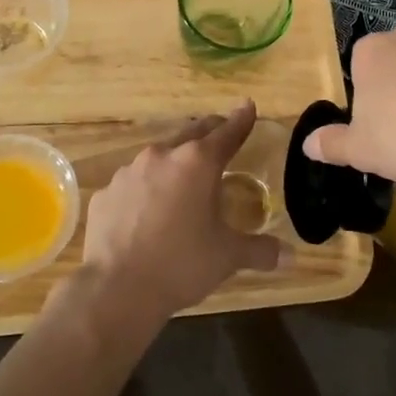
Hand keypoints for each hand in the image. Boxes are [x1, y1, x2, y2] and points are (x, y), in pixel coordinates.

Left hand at [75, 100, 281, 332]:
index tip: (247, 106)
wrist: (116, 289)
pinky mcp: (106, 194)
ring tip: (183, 181)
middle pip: (191, 135)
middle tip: (221, 135)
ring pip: (158, 157)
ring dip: (174, 163)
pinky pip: (132, 184)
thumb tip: (289, 256)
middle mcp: (162, 156)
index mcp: (197, 163)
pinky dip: (144, 190)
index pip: (227, 132)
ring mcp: (128, 173)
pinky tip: (146, 212)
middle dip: (209, 133)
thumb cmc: (181, 264)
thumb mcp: (227, 257)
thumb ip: (260, 250)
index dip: (241, 119)